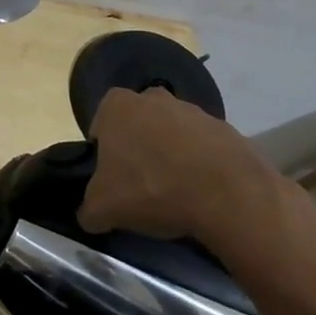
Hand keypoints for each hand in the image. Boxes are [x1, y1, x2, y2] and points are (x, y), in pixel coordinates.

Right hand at [77, 87, 290, 240]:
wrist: (227, 194)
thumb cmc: (152, 189)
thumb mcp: (103, 208)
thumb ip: (88, 209)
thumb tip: (89, 216)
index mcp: (117, 106)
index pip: (100, 125)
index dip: (103, 153)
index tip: (111, 179)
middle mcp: (153, 98)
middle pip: (137, 126)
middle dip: (138, 150)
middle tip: (141, 185)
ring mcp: (193, 110)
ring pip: (172, 134)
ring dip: (171, 157)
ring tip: (175, 194)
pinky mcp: (225, 129)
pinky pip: (203, 148)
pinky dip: (201, 166)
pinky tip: (202, 193)